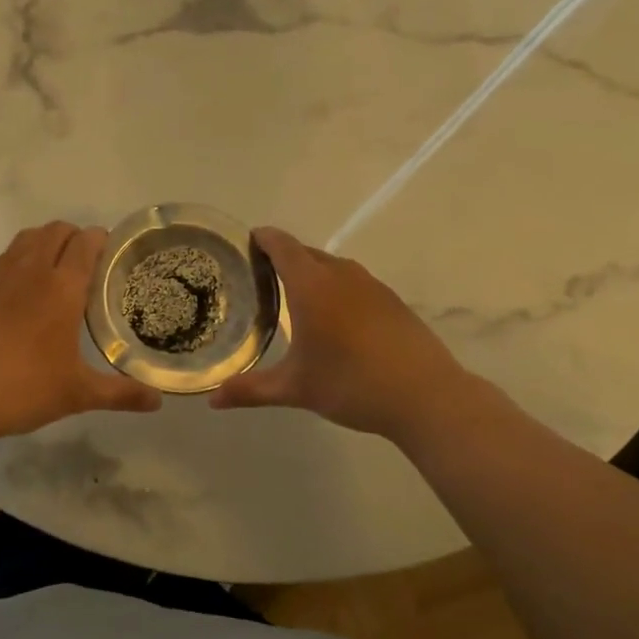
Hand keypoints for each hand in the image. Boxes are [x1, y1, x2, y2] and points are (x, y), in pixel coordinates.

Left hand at [0, 222, 161, 442]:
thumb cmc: (24, 389)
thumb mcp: (78, 394)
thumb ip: (121, 394)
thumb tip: (158, 401)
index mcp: (62, 288)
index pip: (86, 242)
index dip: (100, 239)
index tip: (109, 253)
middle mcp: (29, 271)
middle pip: (55, 231)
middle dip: (73, 237)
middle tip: (84, 264)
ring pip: (25, 240)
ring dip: (43, 244)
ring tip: (50, 272)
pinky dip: (15, 264)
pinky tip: (15, 296)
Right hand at [209, 227, 484, 442]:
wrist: (426, 396)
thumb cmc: (351, 383)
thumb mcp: (295, 388)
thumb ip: (251, 390)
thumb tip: (213, 400)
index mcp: (311, 285)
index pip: (281, 245)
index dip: (262, 238)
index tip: (246, 242)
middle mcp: (340, 275)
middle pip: (306, 252)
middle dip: (283, 258)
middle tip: (260, 277)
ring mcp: (371, 285)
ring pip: (333, 267)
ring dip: (312, 273)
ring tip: (295, 297)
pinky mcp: (392, 301)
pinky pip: (354, 283)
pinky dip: (337, 289)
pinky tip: (336, 319)